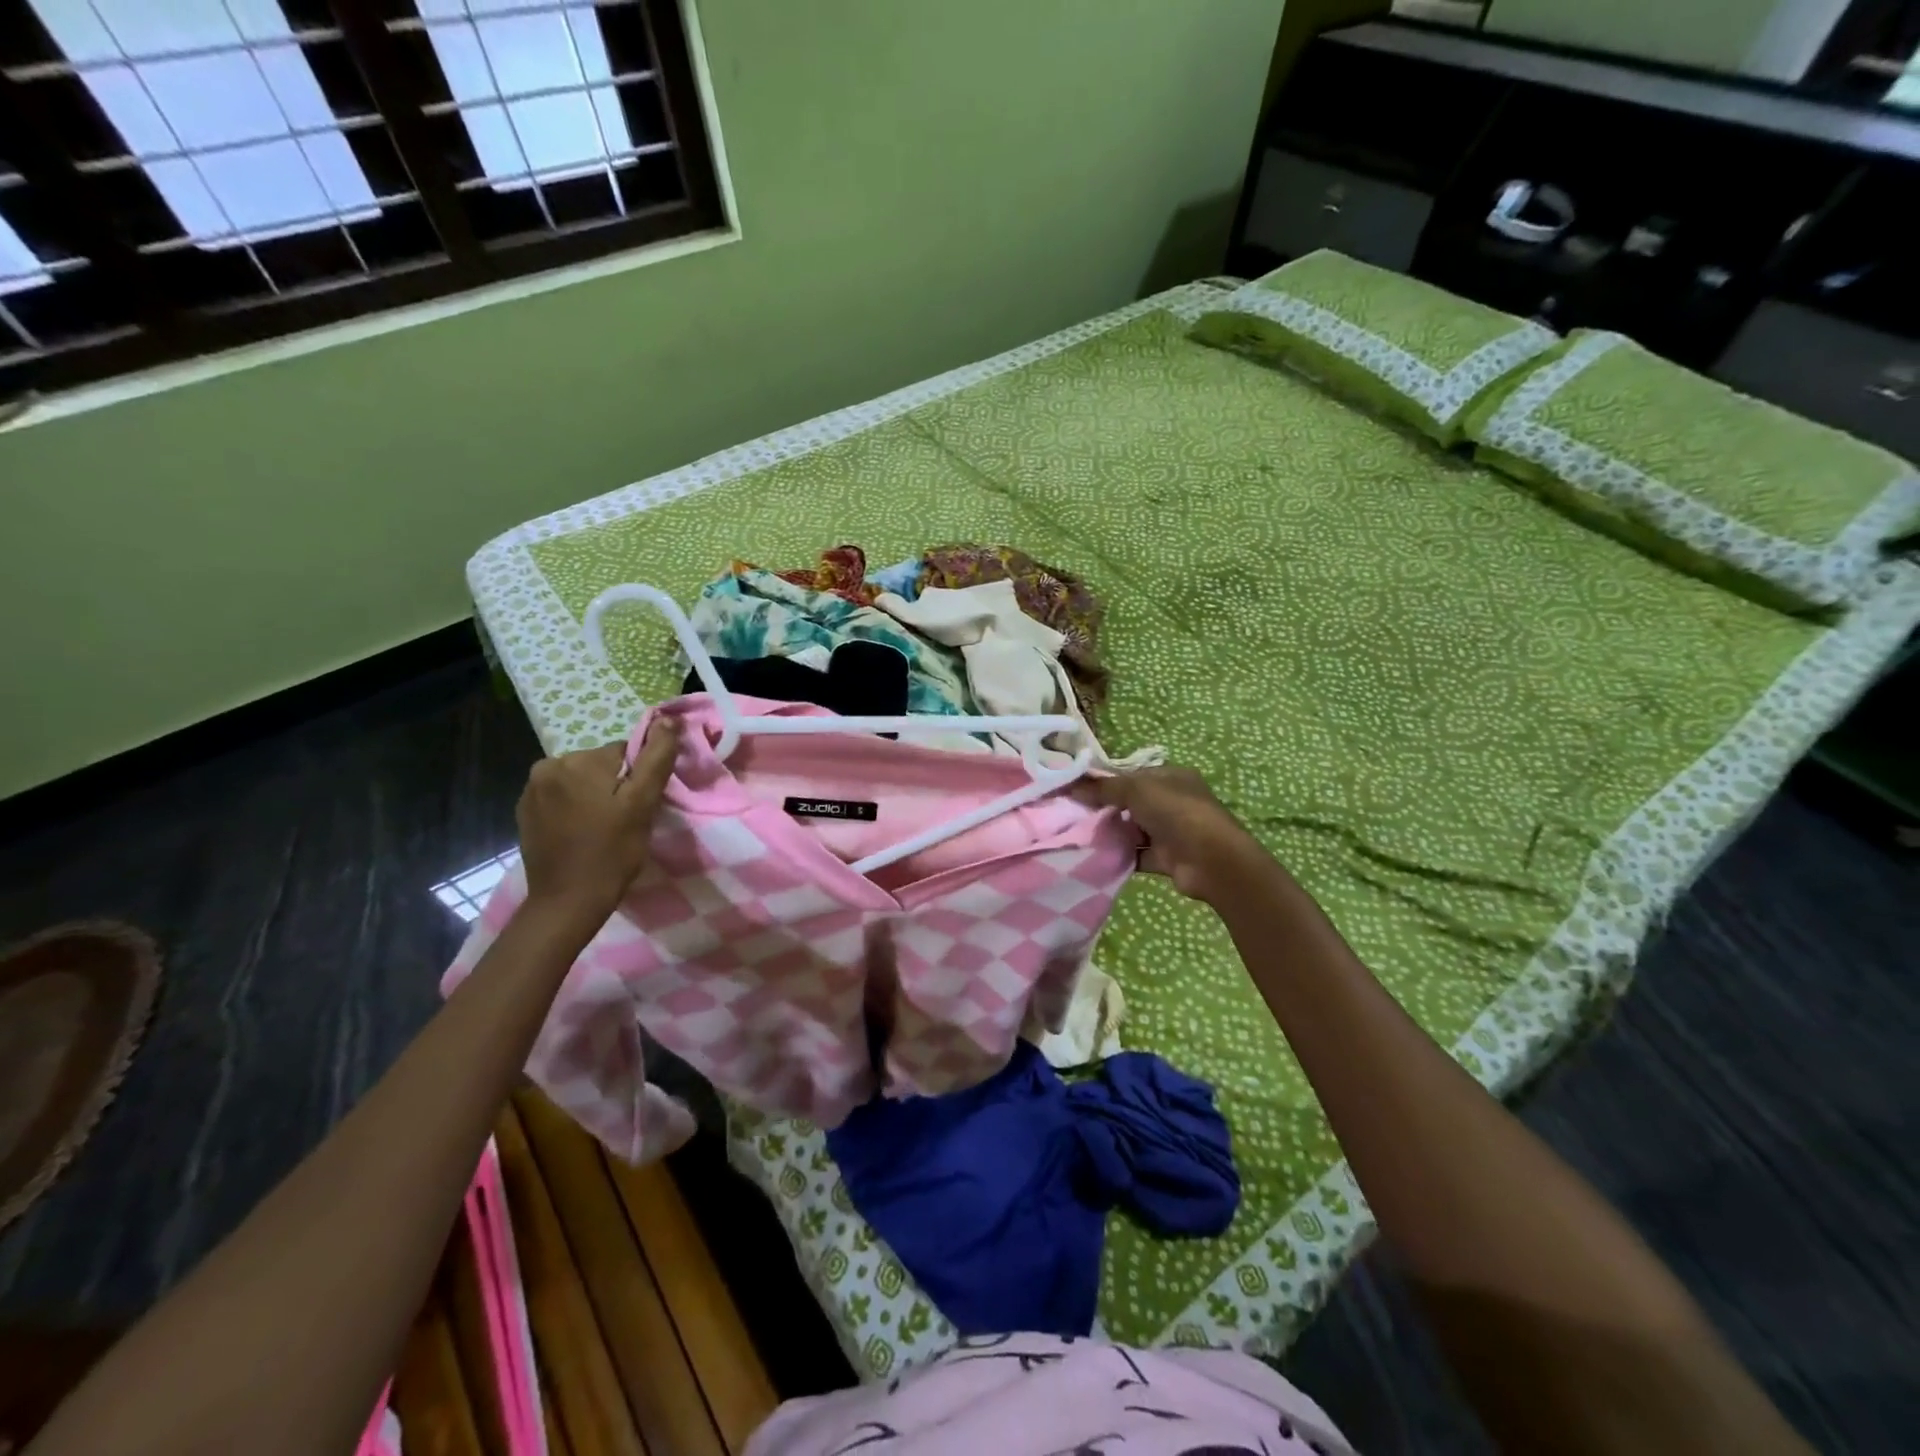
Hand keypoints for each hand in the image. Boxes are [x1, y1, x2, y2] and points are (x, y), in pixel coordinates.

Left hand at [516, 724, 680, 930]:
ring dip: (595, 797)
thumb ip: (656, 759)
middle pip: (600, 765)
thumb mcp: (643, 804)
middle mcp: (548, 766)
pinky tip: (581, 833)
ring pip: (581, 780)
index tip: (640, 807)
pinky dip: (574, 809)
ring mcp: (531, 789)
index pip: (625, 752)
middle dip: (615, 786)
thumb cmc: (612, 852)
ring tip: (602, 829)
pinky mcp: (524, 811)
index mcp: (578, 761)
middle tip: (624, 820)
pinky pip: (561, 797)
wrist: (568, 901)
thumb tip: (668, 720)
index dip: (638, 778)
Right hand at [1083, 765, 1266, 902]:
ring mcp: (1172, 831)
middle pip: (1132, 803)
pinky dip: (1121, 856)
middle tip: (1074, 814)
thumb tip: (1072, 787)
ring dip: (1112, 834)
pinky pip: (1138, 855)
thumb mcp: (1136, 789)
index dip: (1106, 781)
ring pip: (1134, 830)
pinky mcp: (1168, 858)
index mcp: (1171, 777)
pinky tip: (1098, 857)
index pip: (1133, 775)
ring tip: (1080, 836)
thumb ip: (1104, 788)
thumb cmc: (1176, 812)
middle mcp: (1173, 801)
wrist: (1211, 860)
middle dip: (1106, 809)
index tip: (1077, 789)